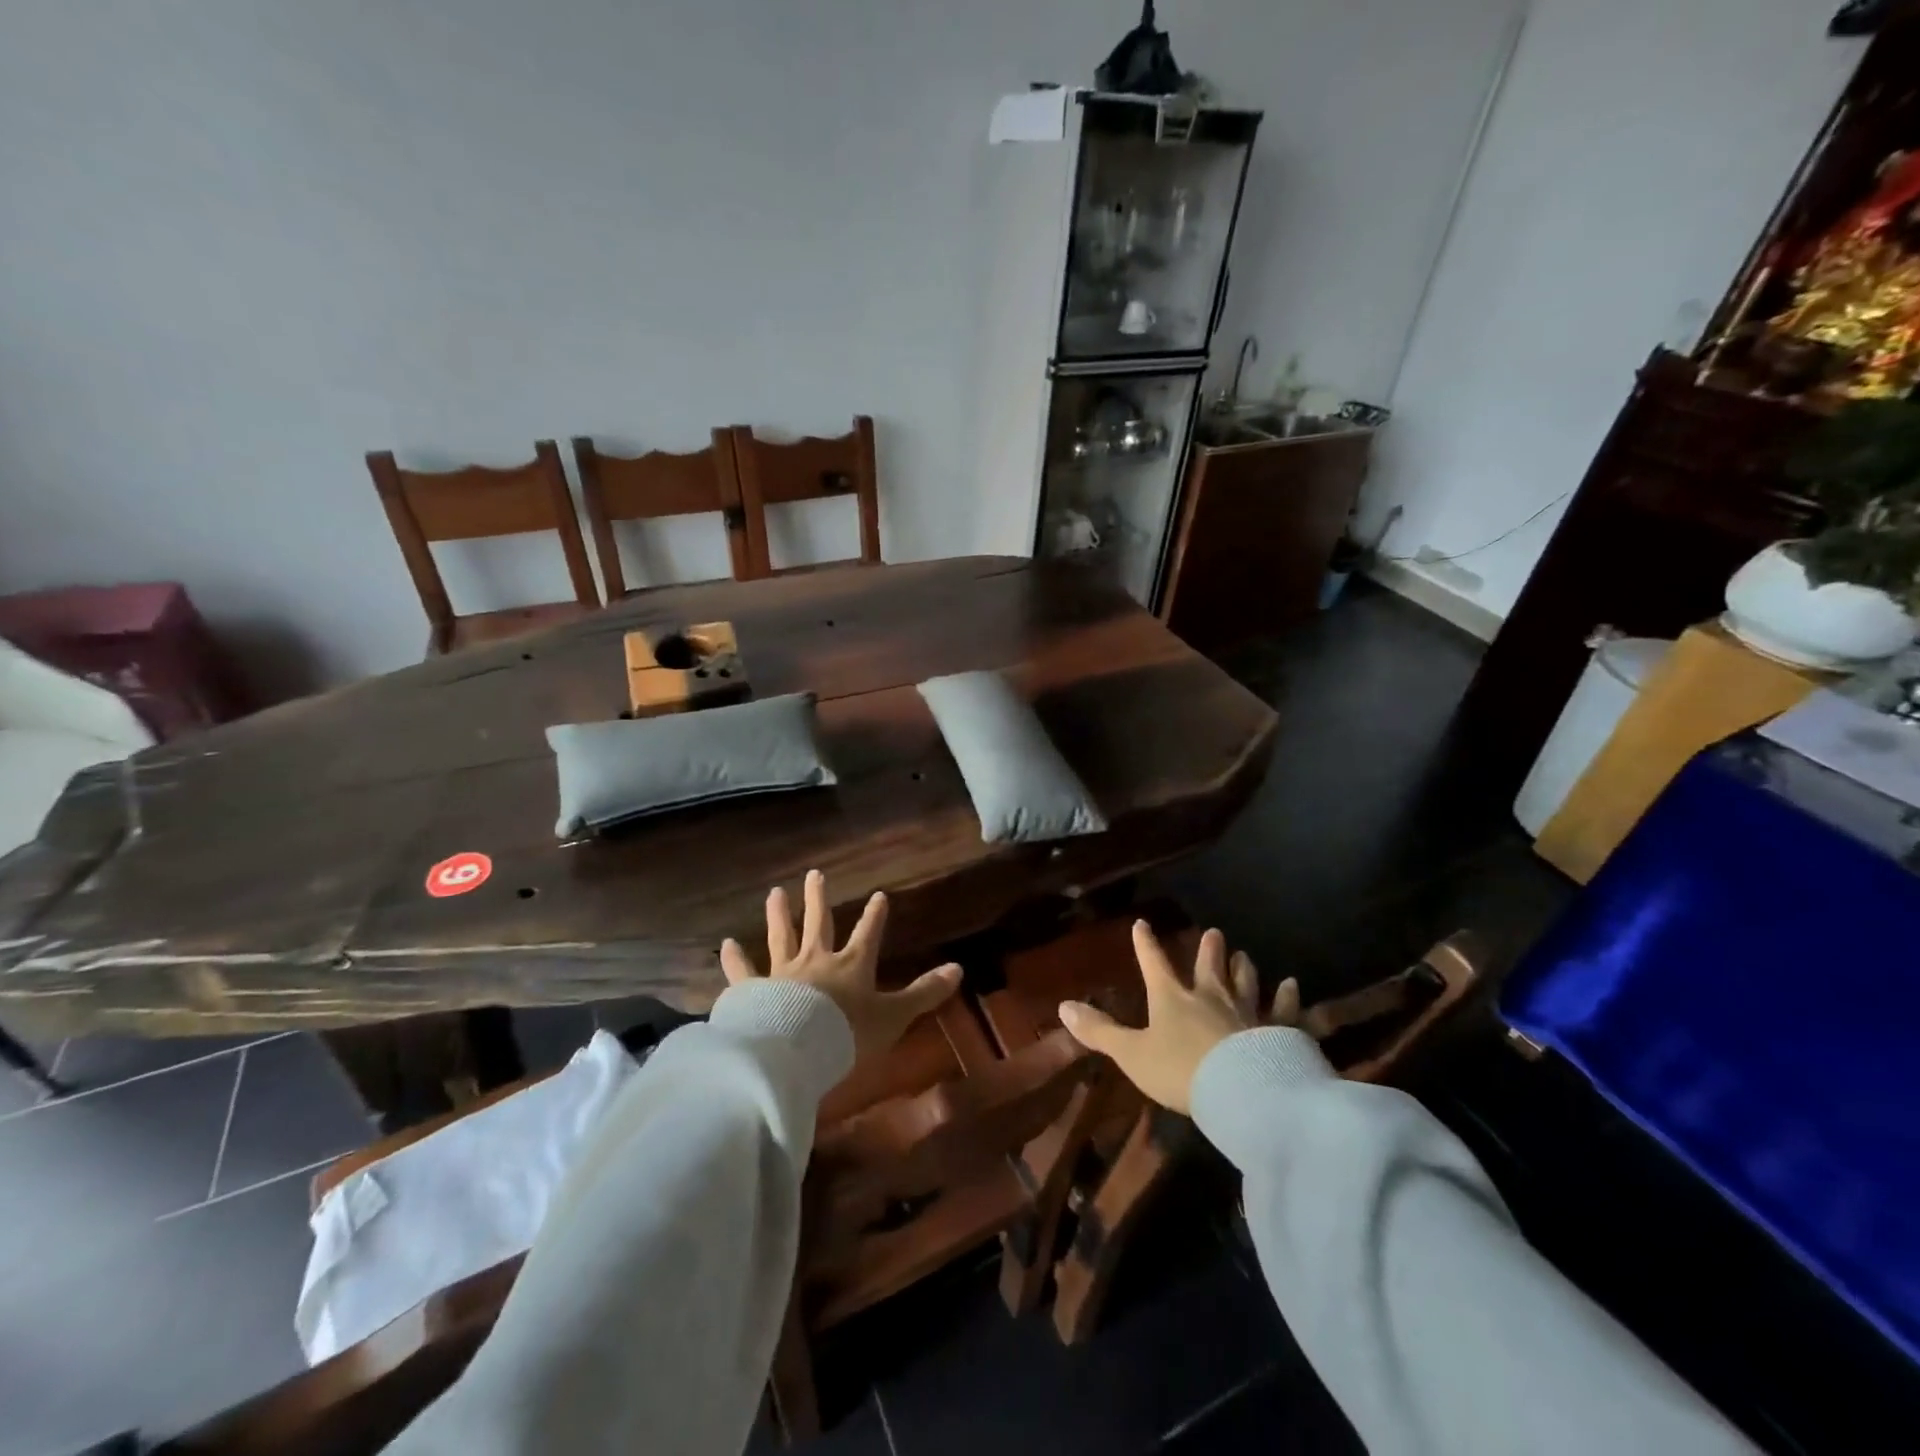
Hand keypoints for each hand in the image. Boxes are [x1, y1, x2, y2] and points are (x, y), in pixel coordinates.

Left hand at [720, 869, 961, 1061]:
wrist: (796, 1050)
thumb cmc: (848, 1033)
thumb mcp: (894, 1016)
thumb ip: (924, 994)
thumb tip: (959, 969)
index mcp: (851, 966)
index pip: (868, 933)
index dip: (875, 915)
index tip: (879, 895)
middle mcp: (817, 961)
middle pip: (819, 924)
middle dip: (819, 900)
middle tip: (815, 874)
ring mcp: (782, 974)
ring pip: (781, 937)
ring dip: (779, 915)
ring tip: (775, 893)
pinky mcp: (754, 992)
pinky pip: (743, 973)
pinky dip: (735, 960)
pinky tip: (727, 945)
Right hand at [1058, 922, 1298, 1113]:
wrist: (1240, 1092)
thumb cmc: (1180, 1071)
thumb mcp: (1131, 1054)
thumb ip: (1100, 1031)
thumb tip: (1063, 1006)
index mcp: (1172, 999)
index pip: (1154, 964)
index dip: (1145, 944)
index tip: (1142, 924)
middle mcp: (1210, 997)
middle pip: (1209, 967)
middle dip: (1209, 949)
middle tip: (1215, 932)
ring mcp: (1247, 1013)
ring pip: (1246, 983)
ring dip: (1244, 968)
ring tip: (1245, 954)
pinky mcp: (1278, 1032)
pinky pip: (1285, 1011)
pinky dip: (1288, 998)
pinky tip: (1292, 985)